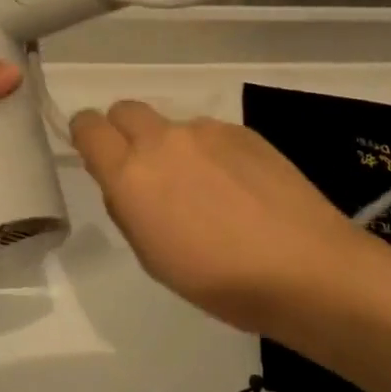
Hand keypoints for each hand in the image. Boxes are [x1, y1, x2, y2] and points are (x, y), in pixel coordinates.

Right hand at [69, 102, 364, 334]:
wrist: (304, 267)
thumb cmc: (219, 281)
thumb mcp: (153, 257)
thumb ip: (129, 208)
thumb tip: (127, 183)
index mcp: (131, 174)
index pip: (88, 126)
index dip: (86, 135)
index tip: (97, 154)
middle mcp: (163, 140)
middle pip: (125, 110)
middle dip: (124, 132)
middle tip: (146, 170)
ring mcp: (206, 130)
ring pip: (172, 125)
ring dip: (173, 147)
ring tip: (207, 191)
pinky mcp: (242, 130)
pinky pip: (210, 133)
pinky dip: (212, 153)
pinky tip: (239, 189)